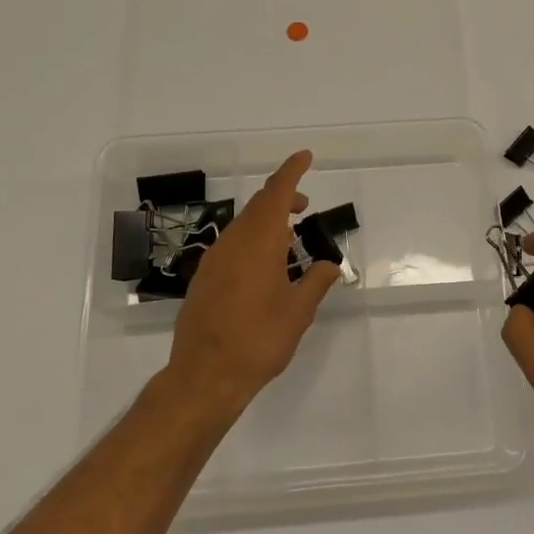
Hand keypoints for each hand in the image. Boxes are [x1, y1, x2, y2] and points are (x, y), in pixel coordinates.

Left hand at [165, 150, 339, 420]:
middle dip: (282, 197)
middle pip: (258, 205)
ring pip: (243, 224)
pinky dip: (252, 240)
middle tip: (304, 206)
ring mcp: (214, 259)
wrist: (204, 376)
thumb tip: (329, 265)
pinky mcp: (204, 278)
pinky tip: (264, 265)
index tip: (305, 157)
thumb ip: (316, 282)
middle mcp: (233, 242)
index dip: (292, 171)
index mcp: (259, 242)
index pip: (276, 193)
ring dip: (266, 221)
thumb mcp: (298, 312)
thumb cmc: (258, 340)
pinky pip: (232, 244)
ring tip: (289, 238)